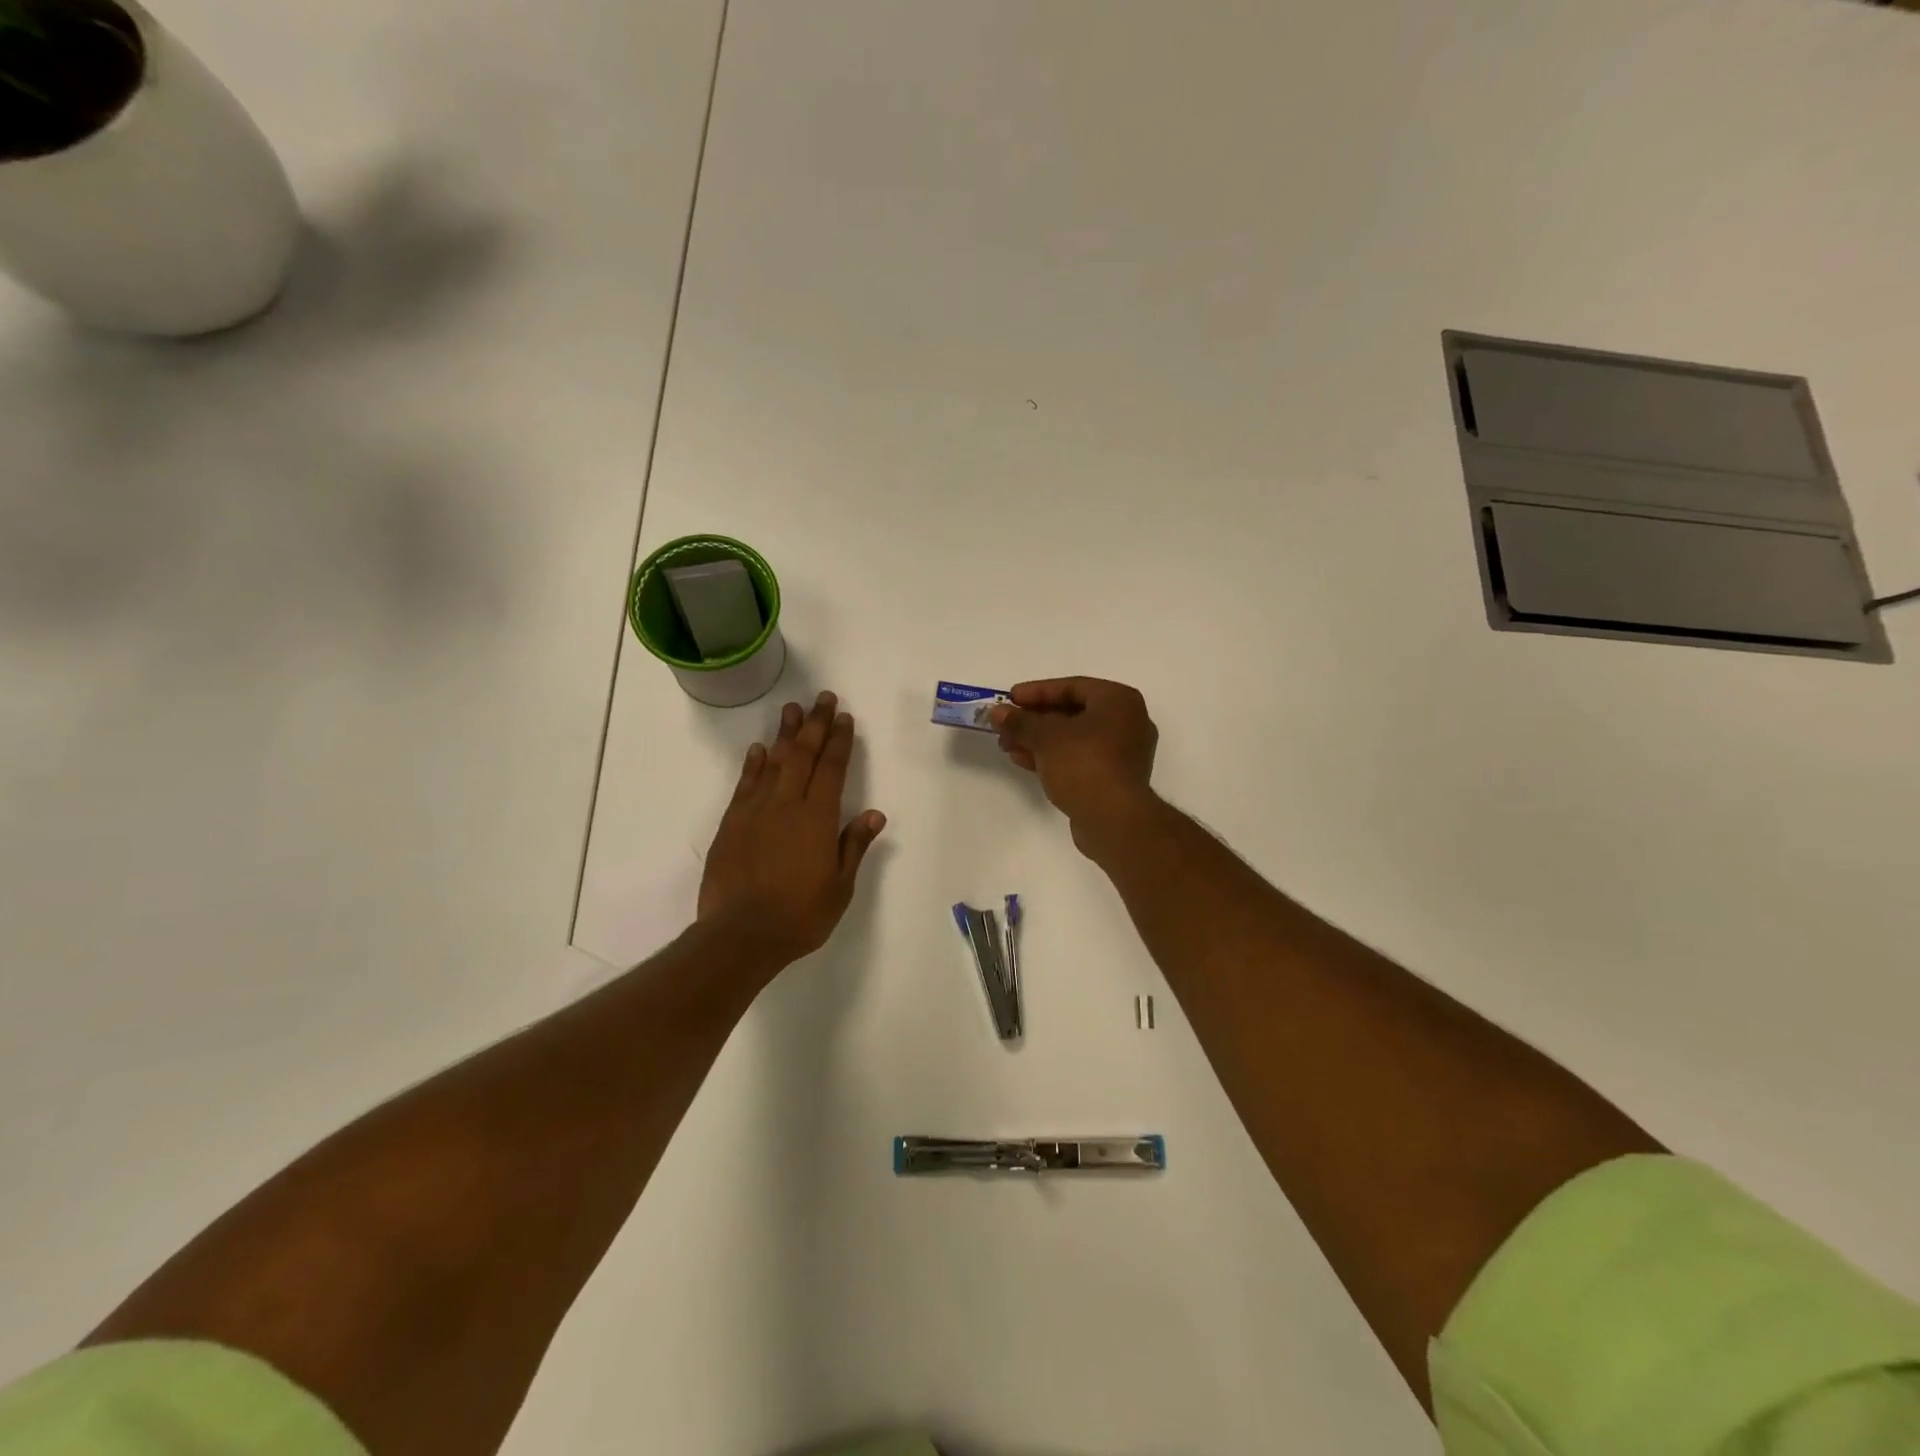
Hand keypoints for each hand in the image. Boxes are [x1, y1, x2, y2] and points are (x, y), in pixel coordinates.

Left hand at [698, 691, 887, 968]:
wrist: (741, 934)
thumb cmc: (800, 915)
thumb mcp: (840, 887)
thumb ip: (853, 846)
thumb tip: (875, 814)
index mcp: (818, 819)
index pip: (832, 770)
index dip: (839, 742)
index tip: (845, 718)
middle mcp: (787, 805)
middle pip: (803, 756)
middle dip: (815, 725)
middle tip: (822, 699)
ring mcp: (755, 811)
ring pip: (772, 763)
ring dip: (784, 734)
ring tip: (792, 709)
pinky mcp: (731, 823)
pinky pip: (745, 784)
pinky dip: (753, 764)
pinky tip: (758, 749)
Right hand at [988, 677, 1158, 855]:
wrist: (1114, 819)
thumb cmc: (1084, 763)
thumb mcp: (1045, 737)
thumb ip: (1020, 721)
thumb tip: (996, 712)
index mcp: (1119, 700)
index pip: (1072, 686)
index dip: (1037, 691)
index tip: (1010, 698)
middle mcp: (1128, 722)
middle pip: (1072, 713)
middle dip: (1034, 720)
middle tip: (1005, 724)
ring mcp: (1123, 753)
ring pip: (1073, 739)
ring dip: (1039, 740)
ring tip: (1007, 745)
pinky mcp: (1114, 779)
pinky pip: (1079, 758)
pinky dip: (1053, 757)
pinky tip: (1023, 761)